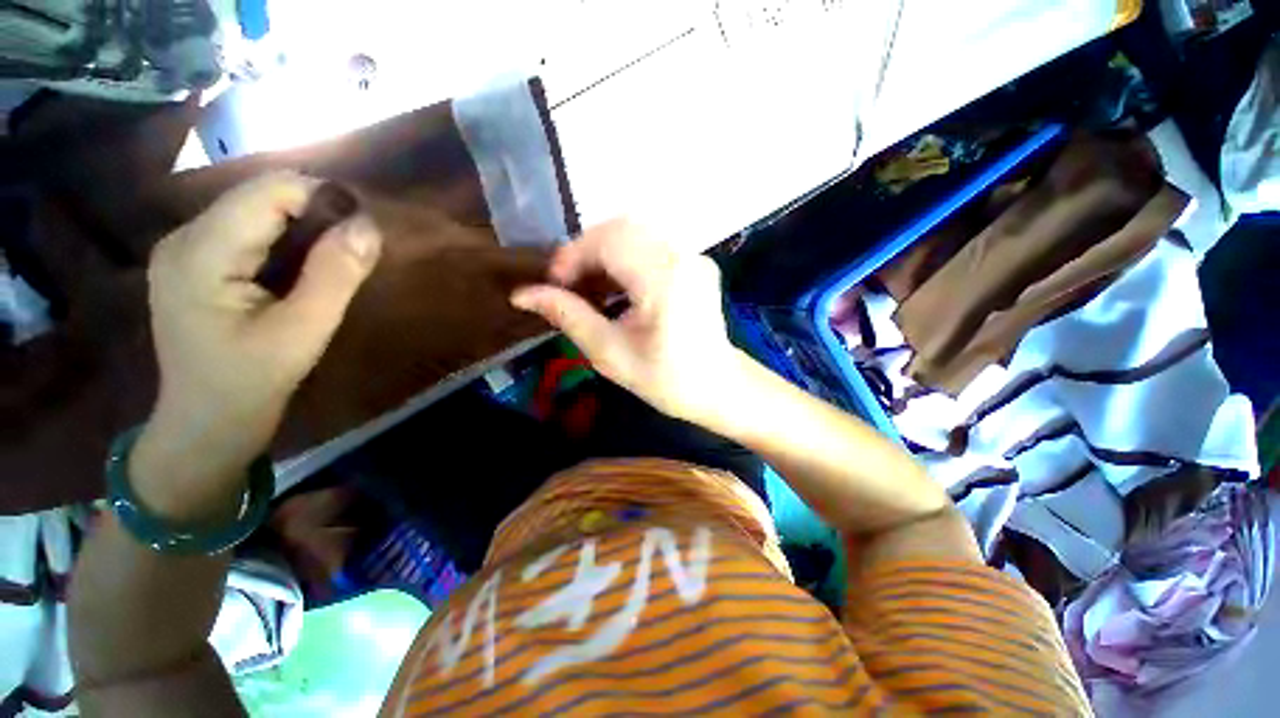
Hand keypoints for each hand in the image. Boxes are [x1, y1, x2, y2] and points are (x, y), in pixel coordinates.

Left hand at [131, 173, 381, 518]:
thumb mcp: (303, 331)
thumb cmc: (252, 382)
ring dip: (302, 227)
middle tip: (354, 250)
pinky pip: (247, 230)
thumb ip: (335, 275)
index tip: (363, 230)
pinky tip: (301, 268)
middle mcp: (184, 236)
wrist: (205, 422)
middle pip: (260, 196)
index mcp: (201, 252)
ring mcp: (185, 248)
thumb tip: (368, 226)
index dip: (323, 199)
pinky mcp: (194, 261)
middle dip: (315, 213)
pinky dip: (284, 239)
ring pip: (255, 210)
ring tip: (333, 262)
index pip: (269, 191)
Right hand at [511, 219, 742, 424]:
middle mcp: (682, 257)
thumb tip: (522, 294)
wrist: (718, 388)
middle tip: (570, 286)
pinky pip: (652, 245)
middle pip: (621, 228)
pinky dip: (625, 258)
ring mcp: (693, 256)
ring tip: (591, 289)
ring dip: (604, 254)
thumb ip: (568, 317)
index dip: (572, 256)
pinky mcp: (696, 263)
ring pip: (635, 233)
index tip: (554, 285)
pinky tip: (617, 288)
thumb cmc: (666, 380)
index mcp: (664, 280)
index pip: (608, 240)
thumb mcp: (610, 354)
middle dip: (586, 252)